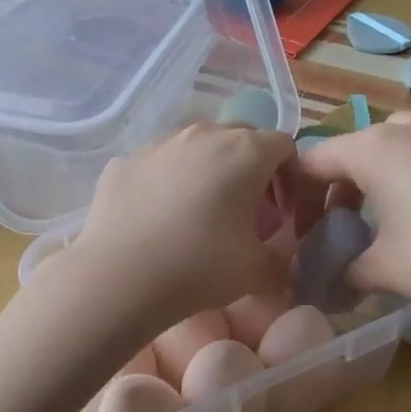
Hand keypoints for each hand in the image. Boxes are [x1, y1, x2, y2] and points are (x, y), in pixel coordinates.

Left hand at [65, 123, 295, 331]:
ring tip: (202, 211)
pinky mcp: (126, 159)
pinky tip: (160, 216)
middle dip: (252, 168)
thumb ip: (281, 255)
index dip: (291, 177)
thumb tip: (278, 250)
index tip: (282, 212)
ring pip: (198, 145)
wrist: (119, 277)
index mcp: (245, 151)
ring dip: (210, 169)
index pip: (284, 146)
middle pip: (242, 137)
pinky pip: (160, 162)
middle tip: (248, 209)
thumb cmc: (199, 267)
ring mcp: (160, 143)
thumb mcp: (258, 271)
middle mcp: (204, 134)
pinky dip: (170, 180)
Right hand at [298, 111, 410, 327]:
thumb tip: (333, 283)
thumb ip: (347, 270)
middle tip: (351, 220)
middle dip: (349, 179)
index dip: (302, 192)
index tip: (304, 226)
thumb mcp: (384, 270)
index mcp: (376, 149)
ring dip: (393, 170)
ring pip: (409, 141)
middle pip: (362, 145)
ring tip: (402, 212)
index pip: (317, 158)